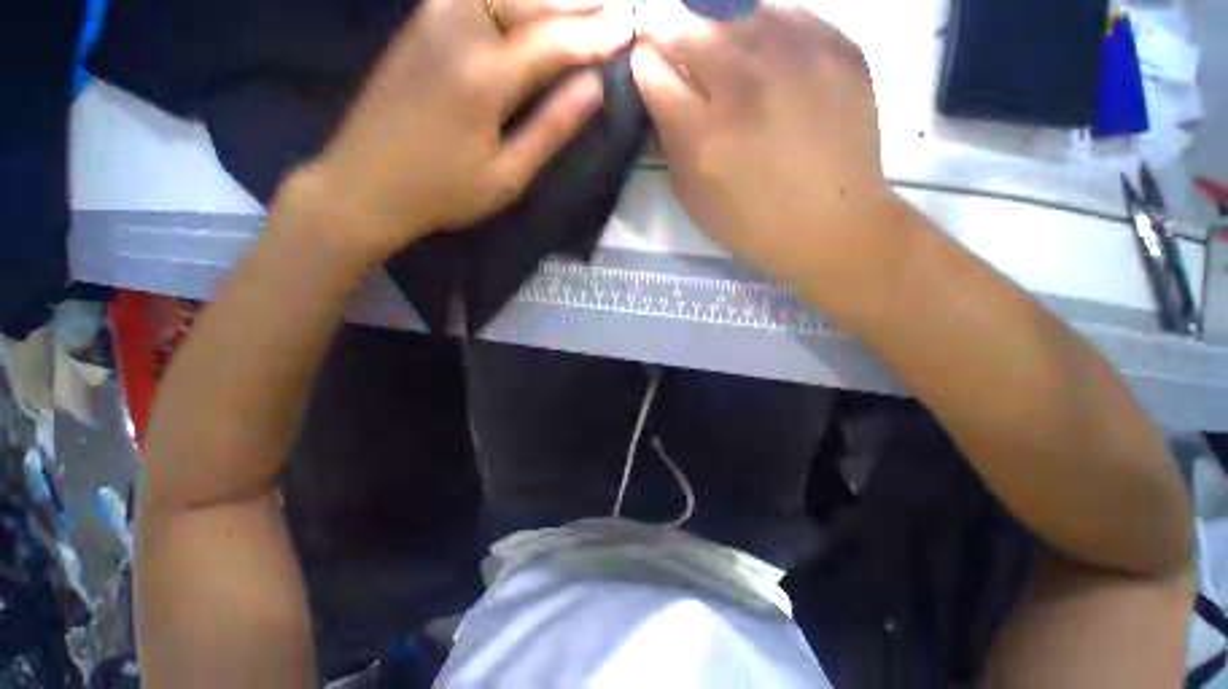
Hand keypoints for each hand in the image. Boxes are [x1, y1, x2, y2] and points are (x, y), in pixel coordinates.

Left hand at [278, 0, 632, 263]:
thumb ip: (551, 129)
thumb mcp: (506, 177)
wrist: (364, 184)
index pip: (554, 43)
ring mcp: (432, 18)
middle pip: (529, 0)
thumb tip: (594, 89)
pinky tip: (525, 2)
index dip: (595, 36)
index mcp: (484, 77)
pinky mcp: (418, 23)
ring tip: (577, 2)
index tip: (629, 28)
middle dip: (576, 1)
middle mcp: (457, 29)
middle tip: (612, 5)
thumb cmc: (442, 193)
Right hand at [631, 4, 900, 289]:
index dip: (644, 64)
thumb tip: (662, 93)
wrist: (832, 224)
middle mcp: (746, 86)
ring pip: (736, 13)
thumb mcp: (693, 196)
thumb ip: (671, 143)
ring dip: (719, 32)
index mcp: (704, 135)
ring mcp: (798, 59)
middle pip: (687, 27)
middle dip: (670, 34)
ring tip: (729, 61)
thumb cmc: (752, 223)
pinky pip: (787, 14)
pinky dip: (766, 29)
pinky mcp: (839, 48)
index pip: (653, 70)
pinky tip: (768, 58)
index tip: (648, 65)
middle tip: (679, 51)